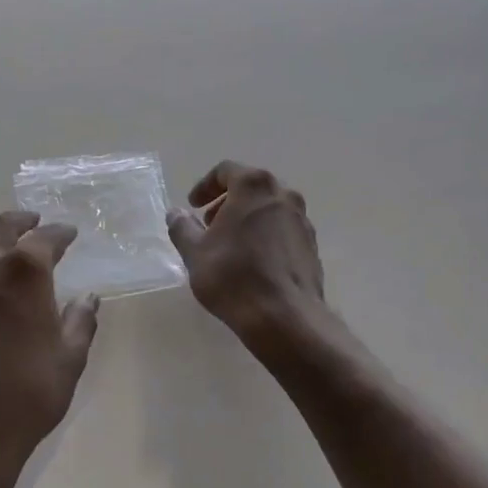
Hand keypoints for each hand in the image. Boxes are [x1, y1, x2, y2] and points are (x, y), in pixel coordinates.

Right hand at [166, 161, 326, 348]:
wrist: (284, 316)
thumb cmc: (233, 277)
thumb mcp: (195, 252)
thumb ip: (182, 227)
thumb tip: (176, 214)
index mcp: (254, 186)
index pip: (226, 171)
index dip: (205, 186)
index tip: (192, 206)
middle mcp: (284, 195)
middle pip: (251, 187)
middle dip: (226, 202)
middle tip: (208, 225)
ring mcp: (302, 220)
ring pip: (269, 208)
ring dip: (247, 219)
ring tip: (229, 245)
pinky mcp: (311, 245)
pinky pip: (283, 230)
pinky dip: (265, 235)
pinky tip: (252, 262)